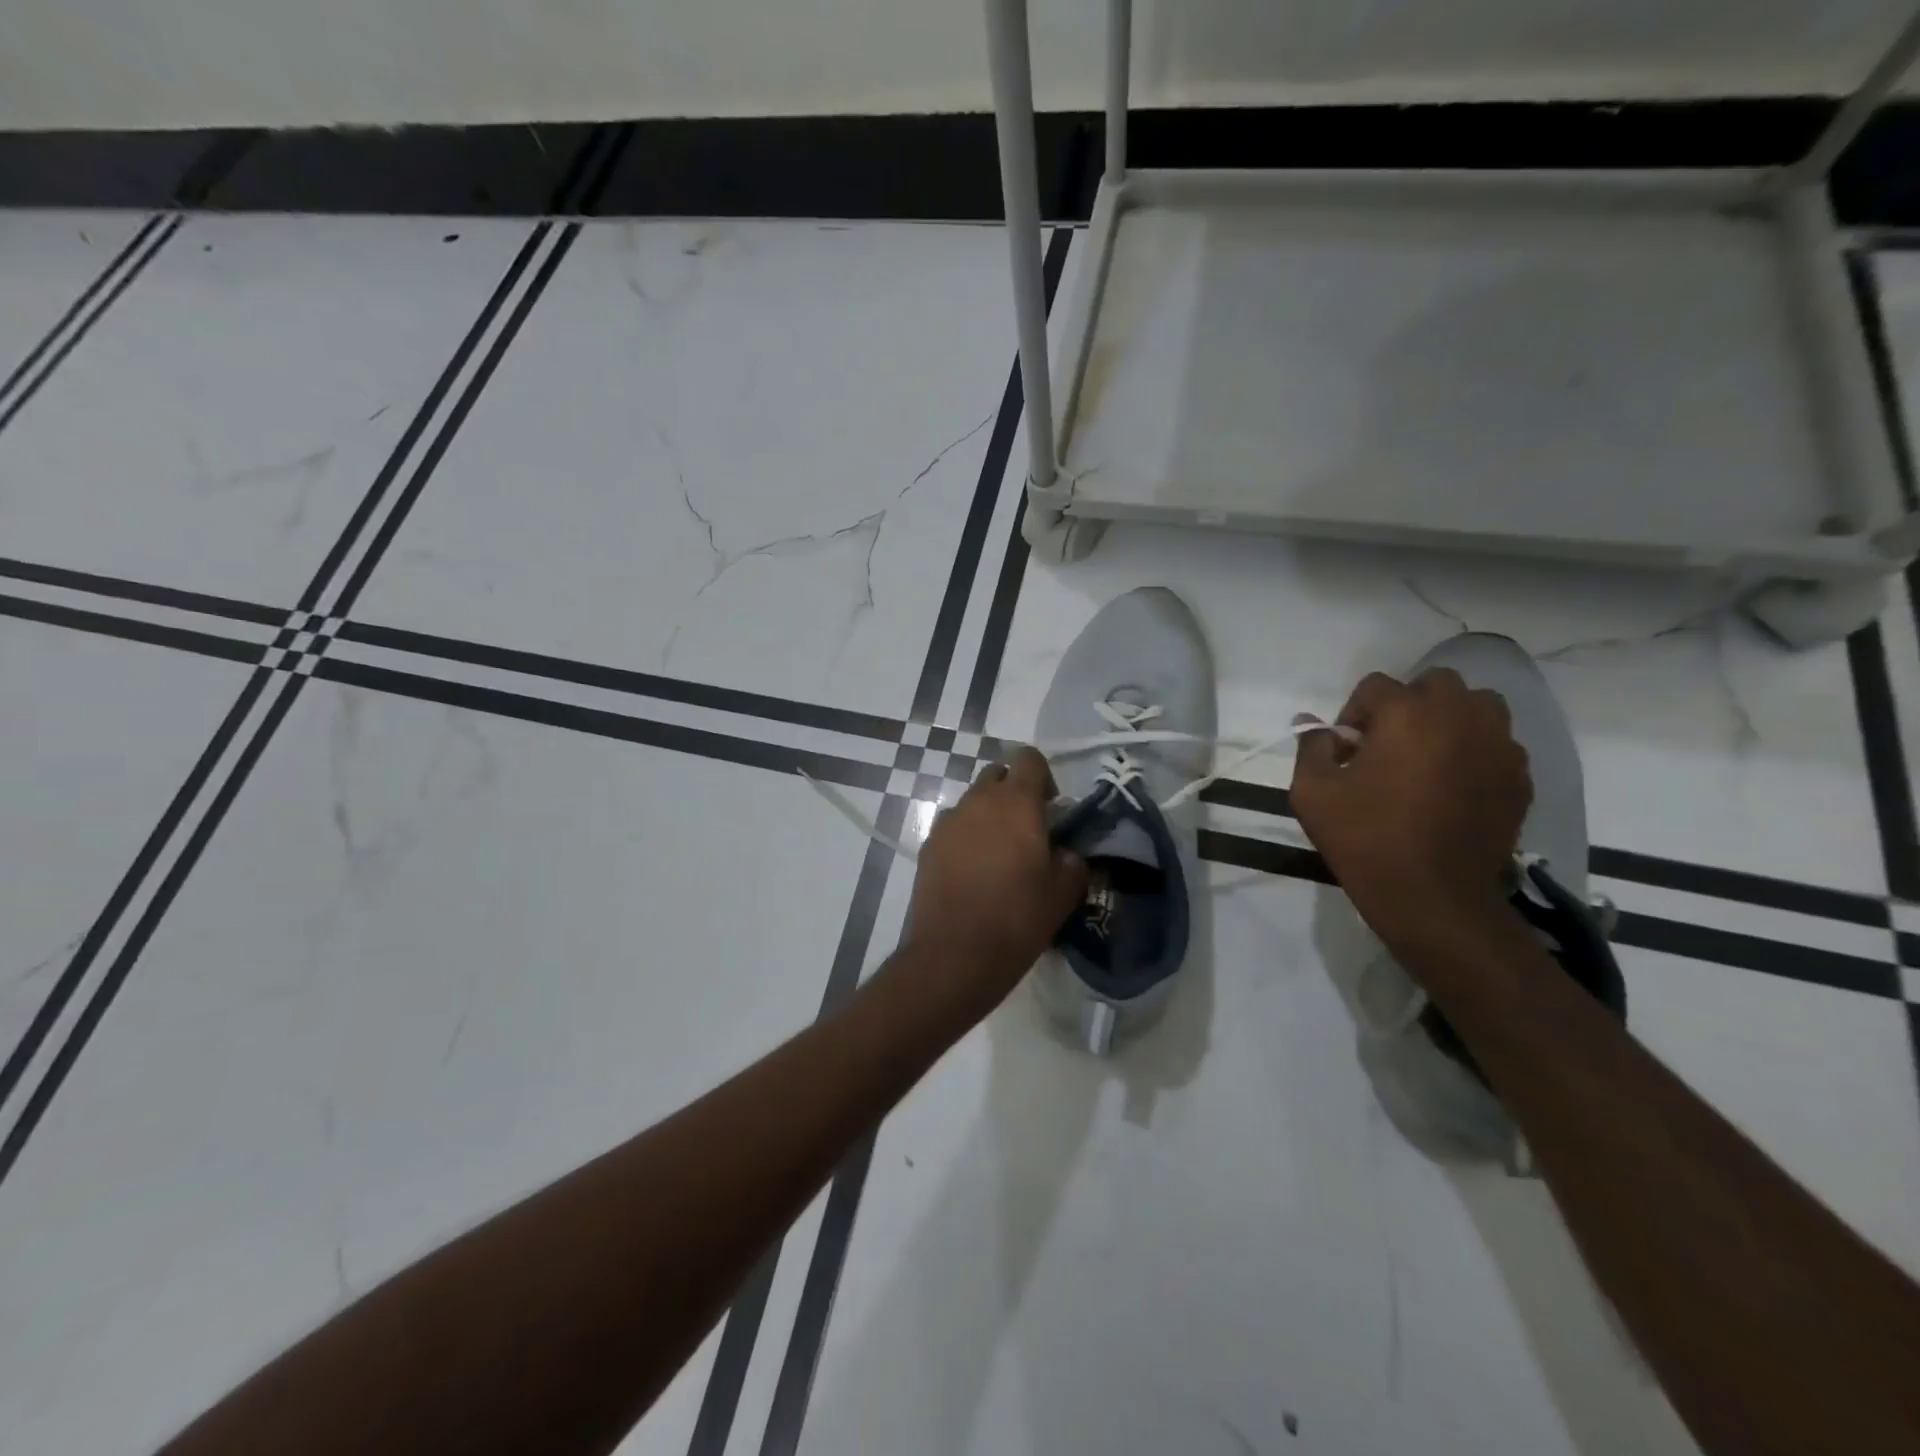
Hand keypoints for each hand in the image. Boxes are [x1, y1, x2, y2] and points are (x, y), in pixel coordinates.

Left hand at [904, 747, 1087, 1016]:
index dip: (1043, 776)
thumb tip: (1065, 854)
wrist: (955, 954)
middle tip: (1027, 830)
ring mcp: (948, 822)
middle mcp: (978, 801)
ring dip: (988, 816)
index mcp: (1016, 803)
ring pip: (973, 801)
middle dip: (1013, 792)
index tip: (1051, 808)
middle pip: (997, 775)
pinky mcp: (928, 845)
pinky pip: (954, 828)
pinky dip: (966, 838)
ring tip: (998, 855)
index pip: (1028, 758)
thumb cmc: (1017, 918)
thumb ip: (1072, 862)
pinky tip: (973, 872)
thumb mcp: (1063, 893)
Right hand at [1291, 669, 1531, 945]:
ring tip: (1428, 757)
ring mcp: (1498, 746)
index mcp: (1407, 714)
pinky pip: (1498, 745)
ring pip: (1478, 707)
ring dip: (1450, 720)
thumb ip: (1311, 747)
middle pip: (1435, 683)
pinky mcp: (1519, 778)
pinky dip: (1476, 752)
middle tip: (1388, 745)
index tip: (1345, 750)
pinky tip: (1454, 788)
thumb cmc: (1365, 838)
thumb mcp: (1312, 792)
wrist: (1433, 897)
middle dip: (1408, 705)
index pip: (1375, 686)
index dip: (1353, 713)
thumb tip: (1313, 726)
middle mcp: (1459, 716)